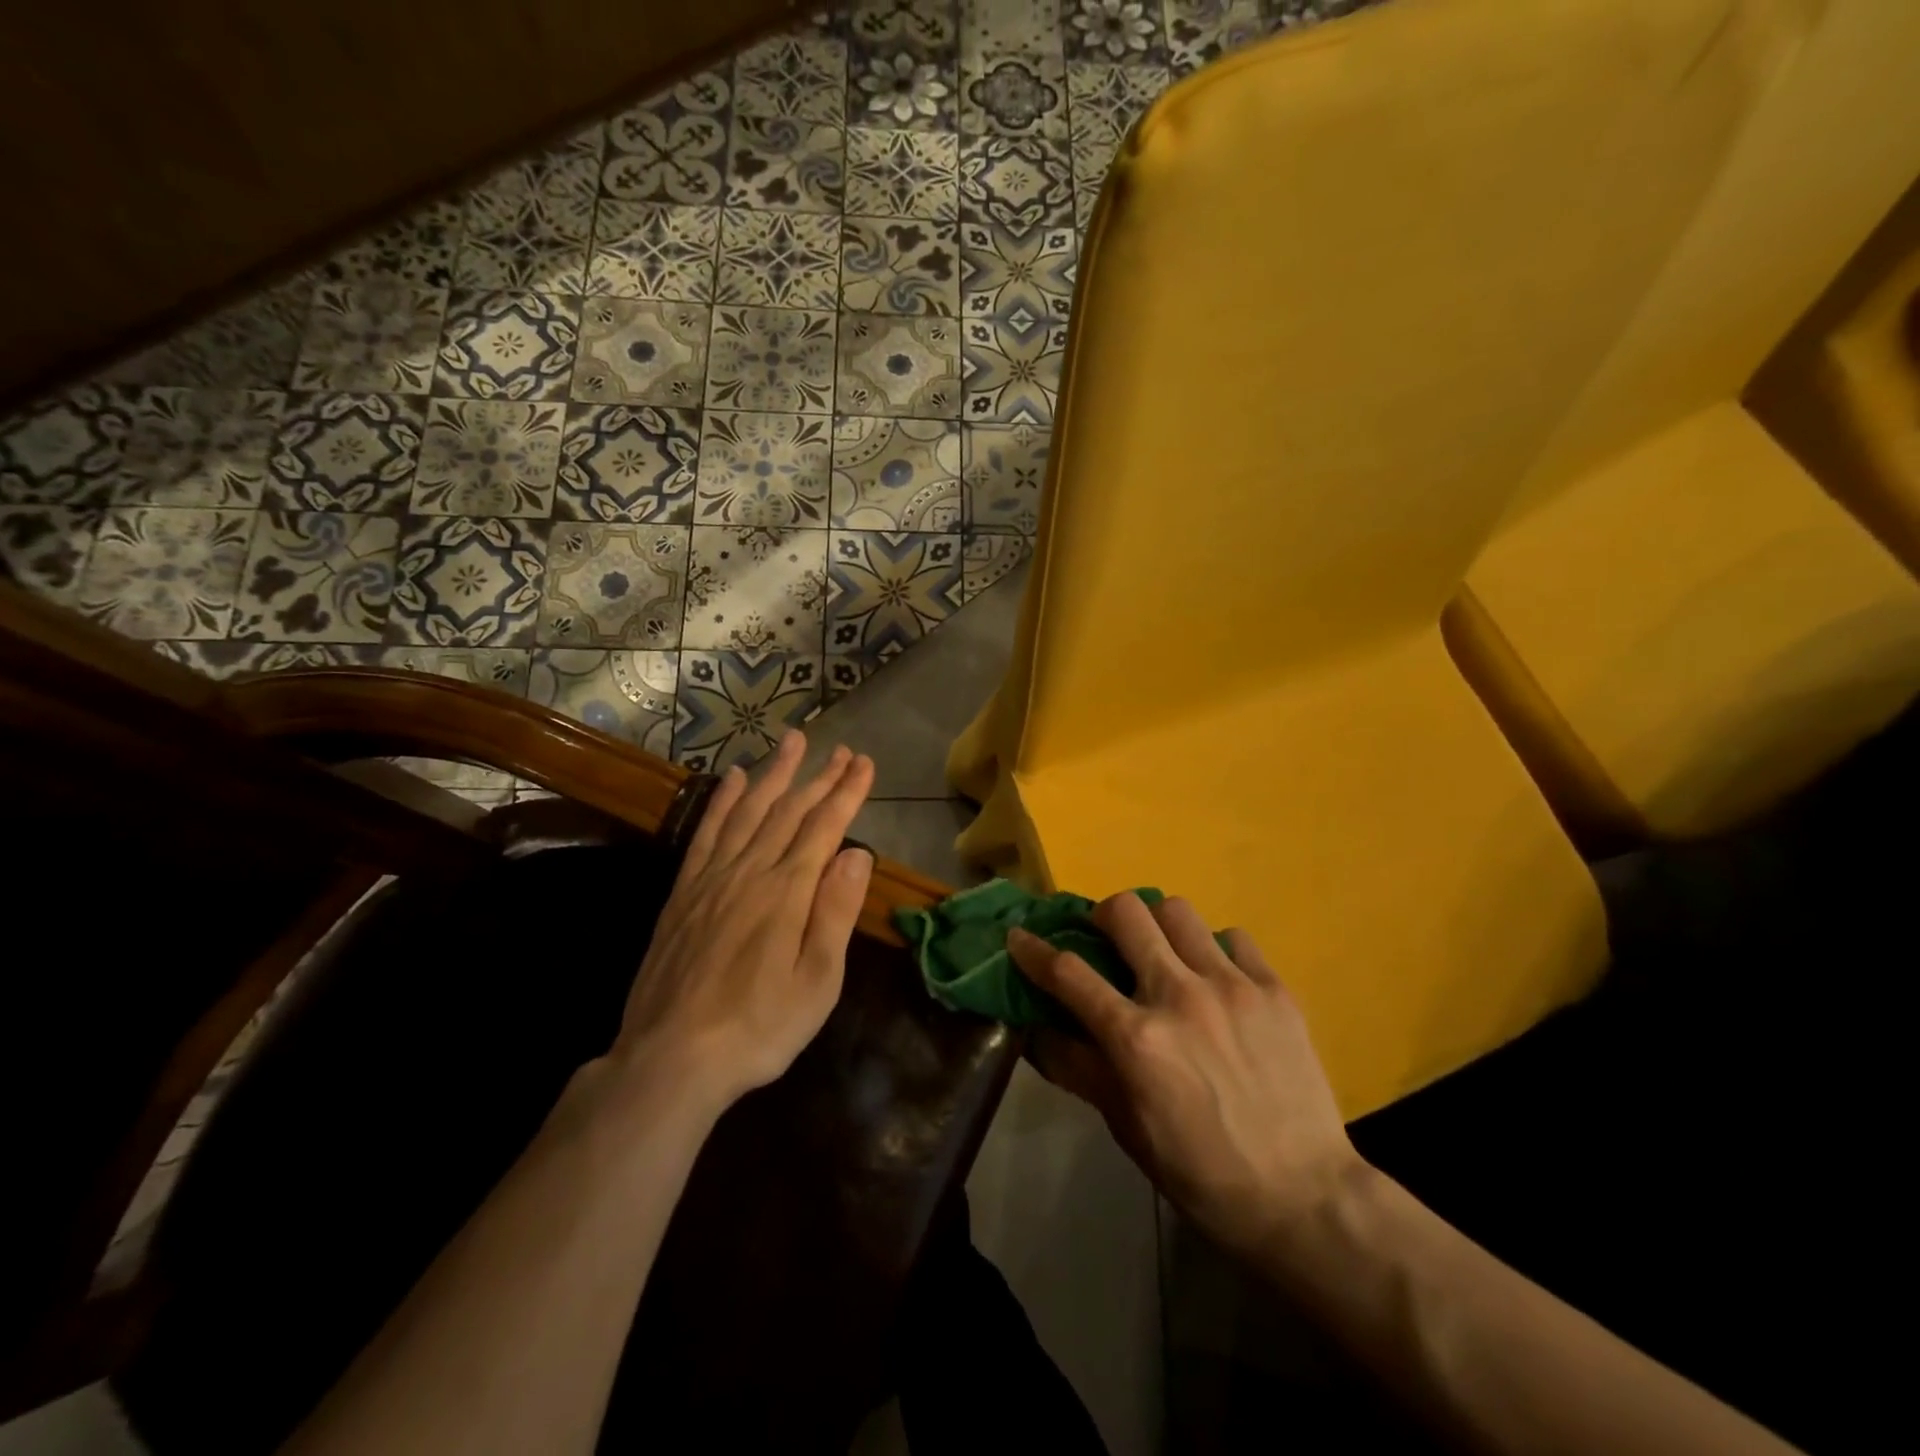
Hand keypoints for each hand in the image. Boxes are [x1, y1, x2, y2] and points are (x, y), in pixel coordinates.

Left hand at [613, 731, 875, 1111]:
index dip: (846, 792)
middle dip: (819, 777)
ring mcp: (712, 878)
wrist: (672, 1058)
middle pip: (789, 811)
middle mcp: (750, 871)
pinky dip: (722, 801)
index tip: (864, 763)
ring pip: (748, 811)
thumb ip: (835, 912)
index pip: (824, 827)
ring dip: (773, 774)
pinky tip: (732, 779)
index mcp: (787, 892)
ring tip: (792, 742)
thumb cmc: (759, 1027)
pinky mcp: (684, 892)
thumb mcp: (817, 982)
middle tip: (841, 750)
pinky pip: (707, 832)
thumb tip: (858, 854)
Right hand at [1010, 894, 1364, 1260]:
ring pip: (1178, 911)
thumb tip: (1036, 1030)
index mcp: (1136, 1038)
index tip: (1019, 936)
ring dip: (1158, 925)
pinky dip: (1214, 949)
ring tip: (1164, 953)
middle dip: (1101, 915)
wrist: (1303, 1198)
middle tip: (1105, 938)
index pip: (1068, 973)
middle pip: (1126, 912)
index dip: (1033, 950)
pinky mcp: (1274, 989)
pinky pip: (1233, 937)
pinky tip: (1217, 979)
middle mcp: (1179, 996)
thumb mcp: (1125, 1126)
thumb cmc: (1200, 1172)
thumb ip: (1078, 1068)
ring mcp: (1232, 986)